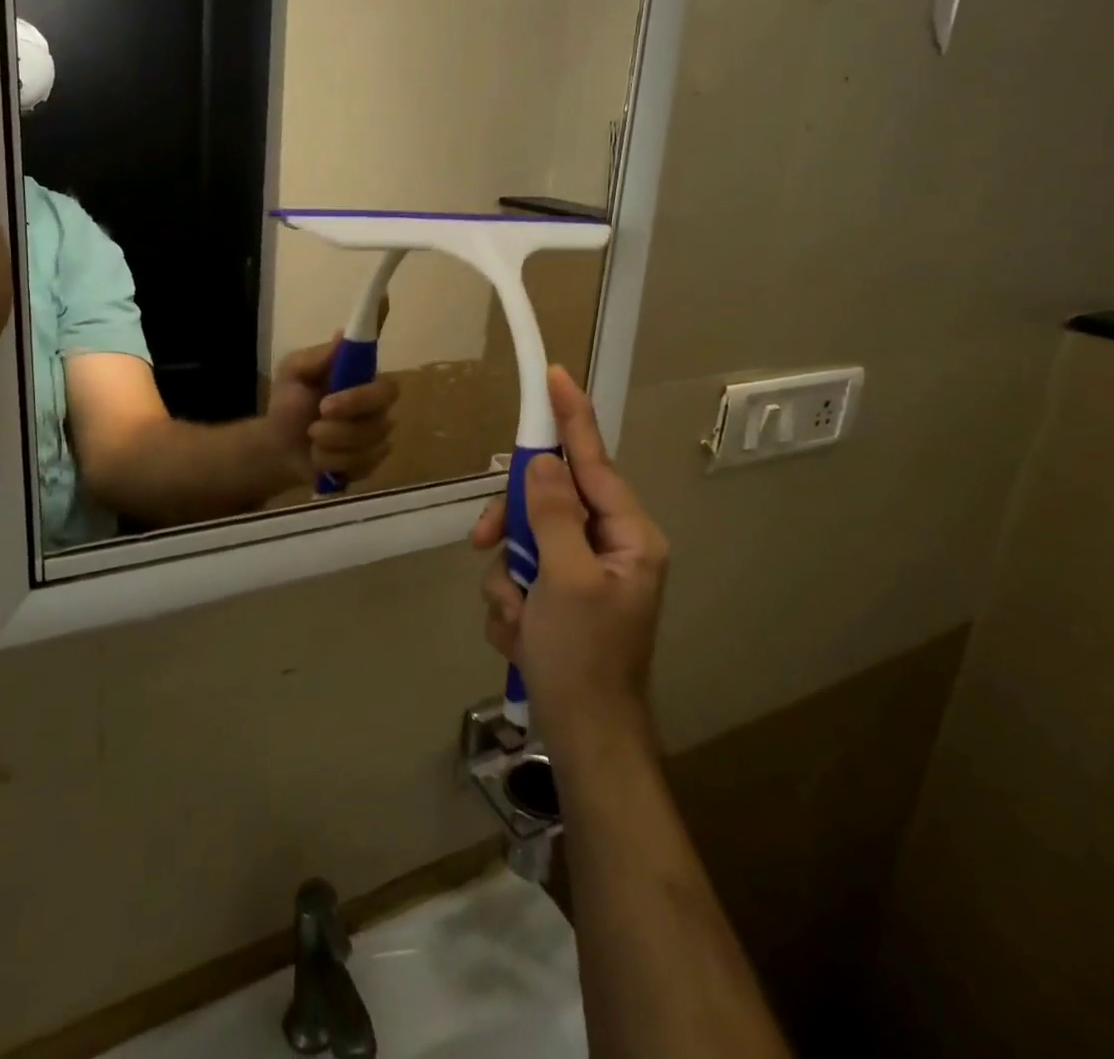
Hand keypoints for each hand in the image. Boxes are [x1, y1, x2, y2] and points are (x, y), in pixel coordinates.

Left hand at [264, 334, 399, 486]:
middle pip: (381, 414)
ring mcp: (377, 436)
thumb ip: (317, 357)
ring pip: (368, 443)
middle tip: (316, 421)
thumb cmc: (289, 404)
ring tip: (311, 439)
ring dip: (332, 443)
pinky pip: (362, 465)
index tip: (327, 402)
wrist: (278, 447)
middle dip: (346, 420)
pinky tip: (319, 457)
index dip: (362, 395)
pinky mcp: (371, 462)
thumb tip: (344, 334)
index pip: (385, 383)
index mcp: (363, 380)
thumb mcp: (293, 372)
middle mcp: (378, 407)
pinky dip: (332, 462)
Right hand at [471, 366, 667, 755]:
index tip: (554, 377)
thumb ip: (552, 514)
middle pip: (546, 501)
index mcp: (628, 535)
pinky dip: (510, 604)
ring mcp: (581, 574)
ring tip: (517, 618)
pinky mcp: (558, 598)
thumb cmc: (584, 657)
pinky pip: (519, 577)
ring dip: (508, 578)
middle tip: (486, 542)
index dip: (571, 417)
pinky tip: (521, 635)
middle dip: (512, 526)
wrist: (584, 738)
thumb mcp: (565, 580)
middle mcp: (608, 546)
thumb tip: (541, 462)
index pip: (593, 461)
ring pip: (524, 541)